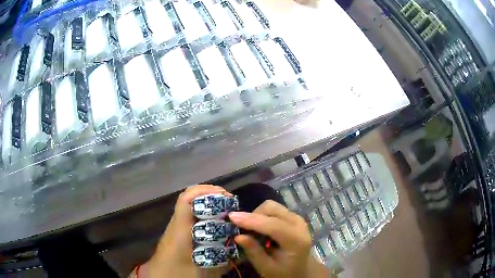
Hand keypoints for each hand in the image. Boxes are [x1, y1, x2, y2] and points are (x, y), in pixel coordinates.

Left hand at [136, 185, 230, 277]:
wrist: (160, 277)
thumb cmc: (178, 273)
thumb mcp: (205, 271)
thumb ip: (223, 260)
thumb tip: (241, 250)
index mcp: (180, 229)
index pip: (186, 199)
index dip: (205, 191)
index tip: (225, 195)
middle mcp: (176, 224)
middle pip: (189, 200)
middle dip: (210, 197)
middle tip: (231, 205)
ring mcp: (176, 228)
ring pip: (190, 208)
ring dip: (208, 206)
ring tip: (227, 213)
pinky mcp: (178, 234)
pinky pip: (191, 218)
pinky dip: (205, 217)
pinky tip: (216, 227)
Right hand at [229, 200, 329, 277]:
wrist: (302, 269)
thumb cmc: (284, 272)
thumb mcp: (267, 268)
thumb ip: (254, 252)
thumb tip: (238, 236)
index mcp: (296, 240)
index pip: (273, 225)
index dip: (252, 220)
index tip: (231, 217)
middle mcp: (299, 224)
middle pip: (272, 209)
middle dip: (253, 216)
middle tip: (241, 229)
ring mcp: (297, 218)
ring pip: (272, 206)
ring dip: (257, 215)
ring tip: (250, 230)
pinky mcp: (293, 216)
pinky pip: (274, 209)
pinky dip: (262, 215)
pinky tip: (259, 228)